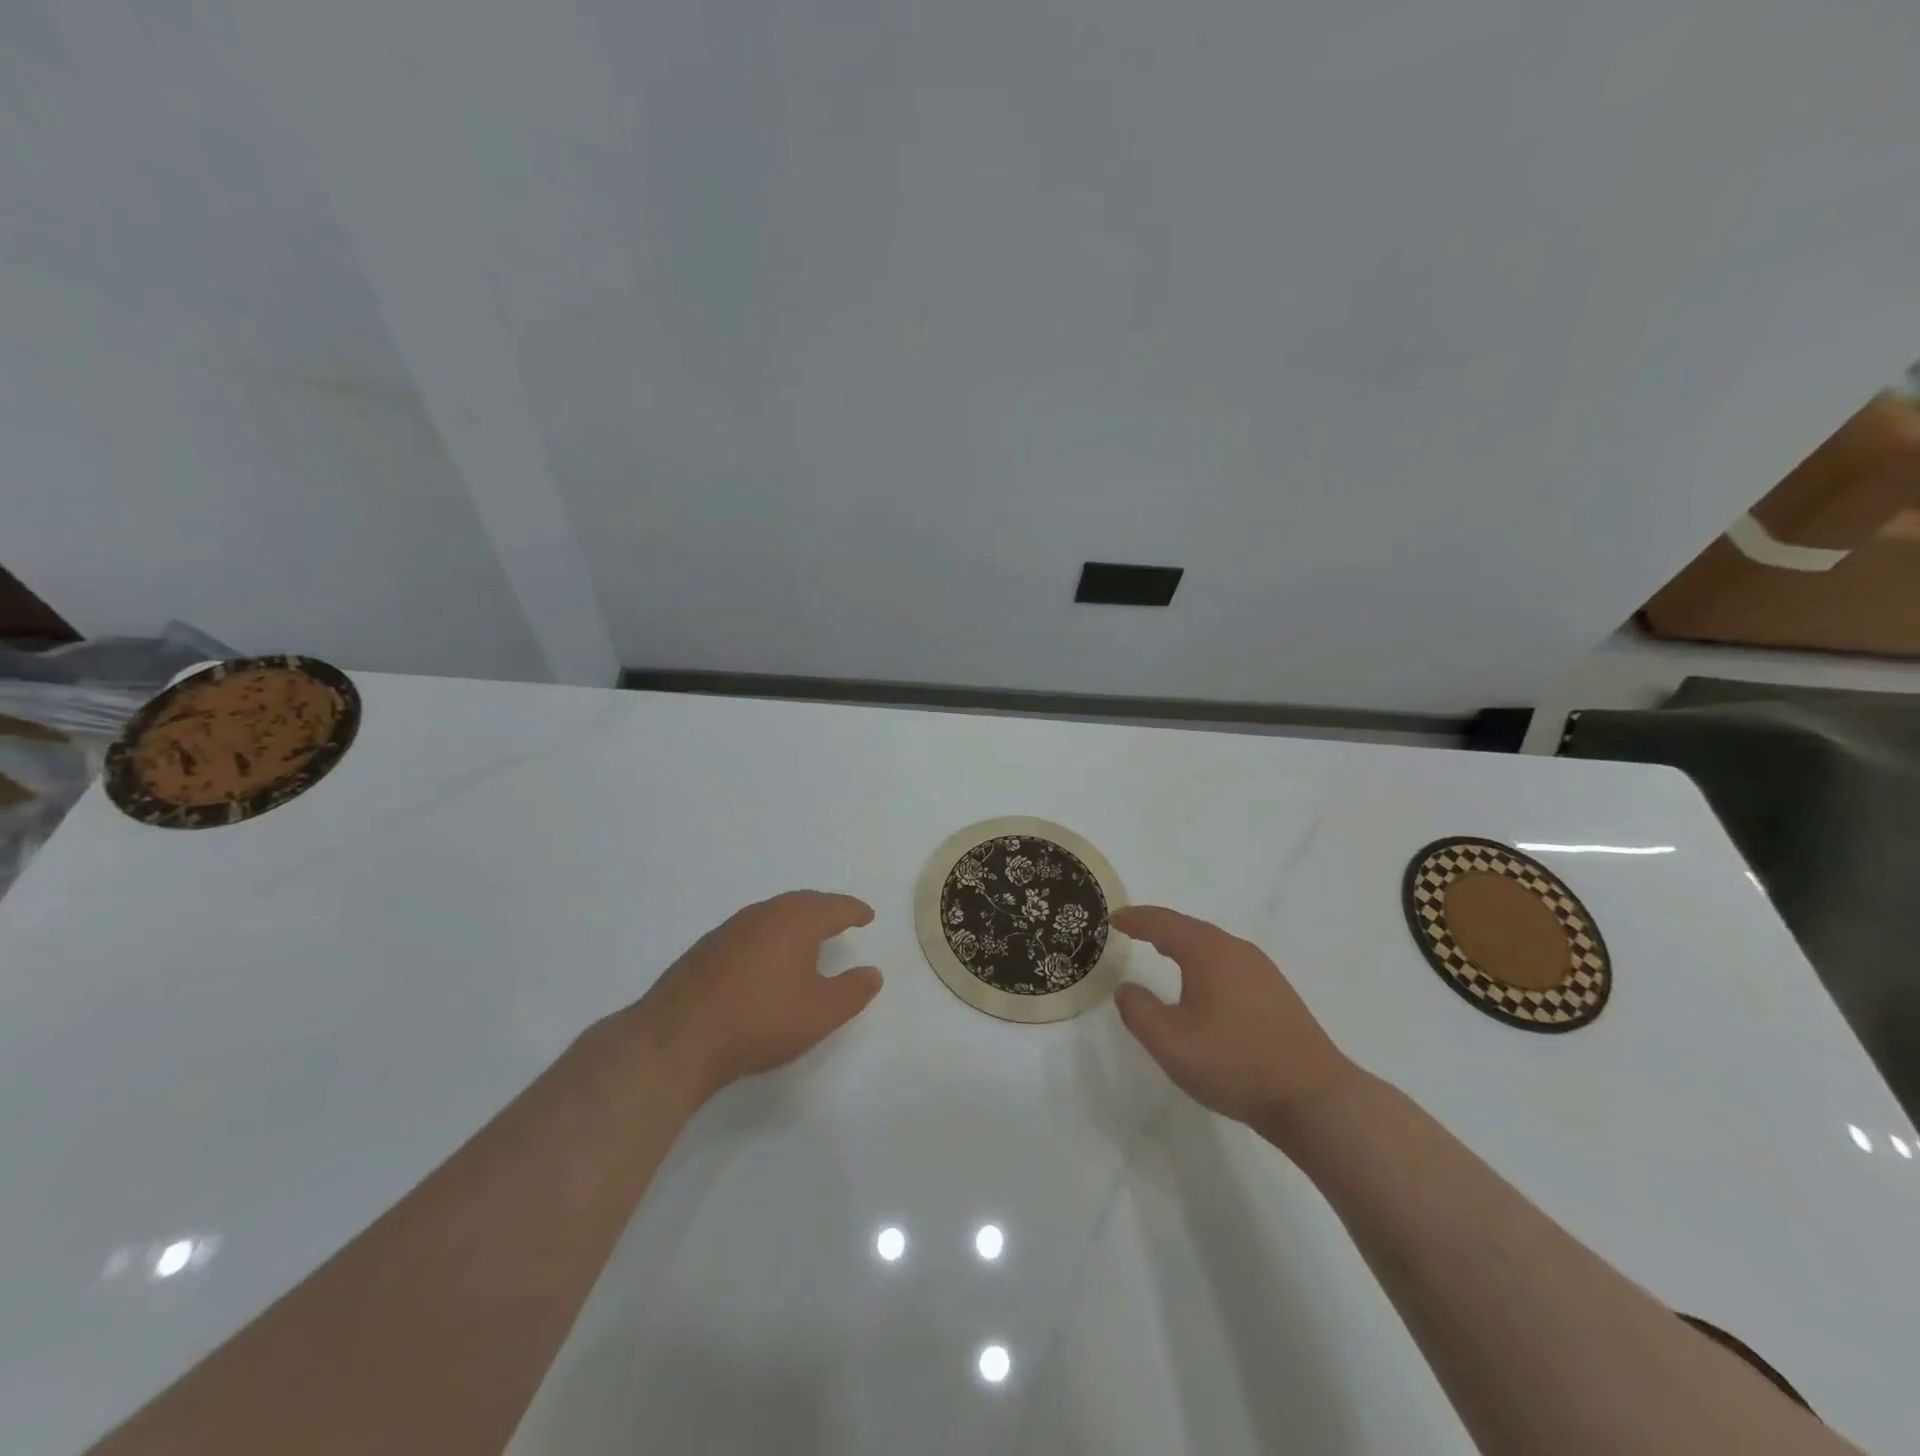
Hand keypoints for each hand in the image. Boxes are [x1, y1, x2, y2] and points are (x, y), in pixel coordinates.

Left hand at [624, 891, 882, 1106]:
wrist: (678, 1038)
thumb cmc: (761, 1020)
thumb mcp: (821, 1012)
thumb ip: (852, 991)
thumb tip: (872, 972)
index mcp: (795, 920)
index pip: (834, 907)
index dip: (854, 910)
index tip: (867, 915)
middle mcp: (763, 914)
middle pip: (802, 903)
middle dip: (825, 910)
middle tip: (841, 919)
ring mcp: (729, 929)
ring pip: (772, 915)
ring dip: (795, 922)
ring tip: (808, 938)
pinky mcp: (705, 950)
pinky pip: (750, 932)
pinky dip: (769, 937)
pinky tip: (767, 960)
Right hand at [1112, 906, 1355, 1132]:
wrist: (1314, 1098)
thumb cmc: (1234, 1063)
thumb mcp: (1170, 1042)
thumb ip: (1138, 1011)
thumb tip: (1126, 988)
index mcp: (1208, 952)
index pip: (1163, 924)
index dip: (1136, 919)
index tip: (1113, 918)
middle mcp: (1237, 951)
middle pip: (1190, 928)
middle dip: (1159, 926)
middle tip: (1133, 928)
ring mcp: (1262, 971)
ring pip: (1212, 945)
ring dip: (1183, 943)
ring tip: (1162, 949)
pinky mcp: (1277, 994)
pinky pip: (1229, 963)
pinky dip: (1204, 961)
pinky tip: (1203, 983)